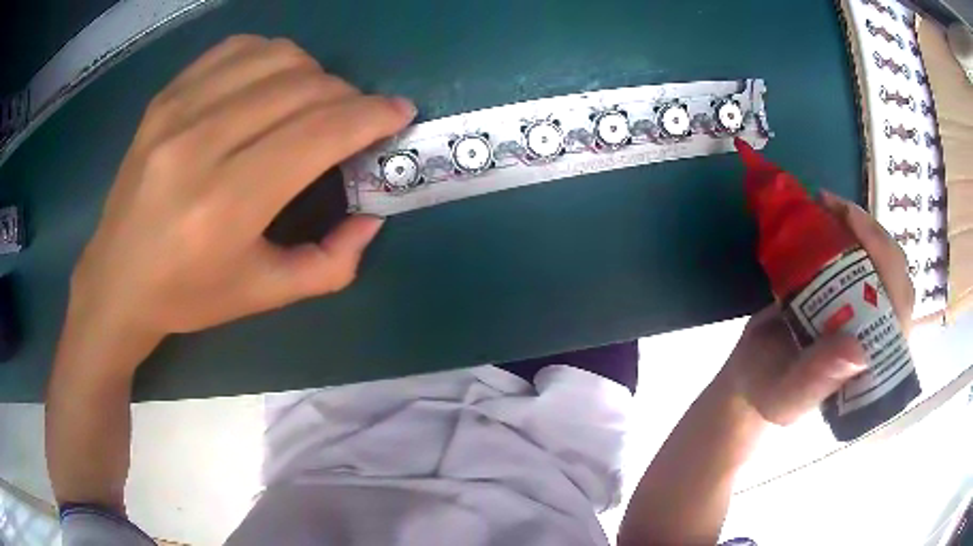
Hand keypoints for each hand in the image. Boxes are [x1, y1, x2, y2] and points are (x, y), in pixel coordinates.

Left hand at [70, 35, 415, 344]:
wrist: (115, 280)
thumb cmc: (188, 296)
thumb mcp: (265, 296)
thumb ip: (332, 262)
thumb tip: (373, 215)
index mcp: (225, 204)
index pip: (318, 132)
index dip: (371, 115)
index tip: (398, 113)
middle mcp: (199, 144)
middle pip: (303, 87)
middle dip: (349, 96)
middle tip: (354, 120)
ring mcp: (177, 110)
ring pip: (276, 57)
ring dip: (313, 73)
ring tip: (312, 102)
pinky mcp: (165, 96)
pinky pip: (237, 49)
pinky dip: (271, 57)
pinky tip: (270, 84)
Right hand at [721, 191, 915, 424]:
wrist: (751, 377)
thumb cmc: (768, 395)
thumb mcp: (787, 397)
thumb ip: (817, 381)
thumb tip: (860, 351)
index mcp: (874, 361)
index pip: (900, 309)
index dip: (888, 265)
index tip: (857, 229)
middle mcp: (877, 329)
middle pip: (894, 274)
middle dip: (873, 235)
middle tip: (836, 209)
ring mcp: (863, 306)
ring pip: (878, 258)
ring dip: (858, 225)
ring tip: (825, 203)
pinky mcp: (845, 289)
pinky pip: (856, 253)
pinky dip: (842, 226)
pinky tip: (823, 210)